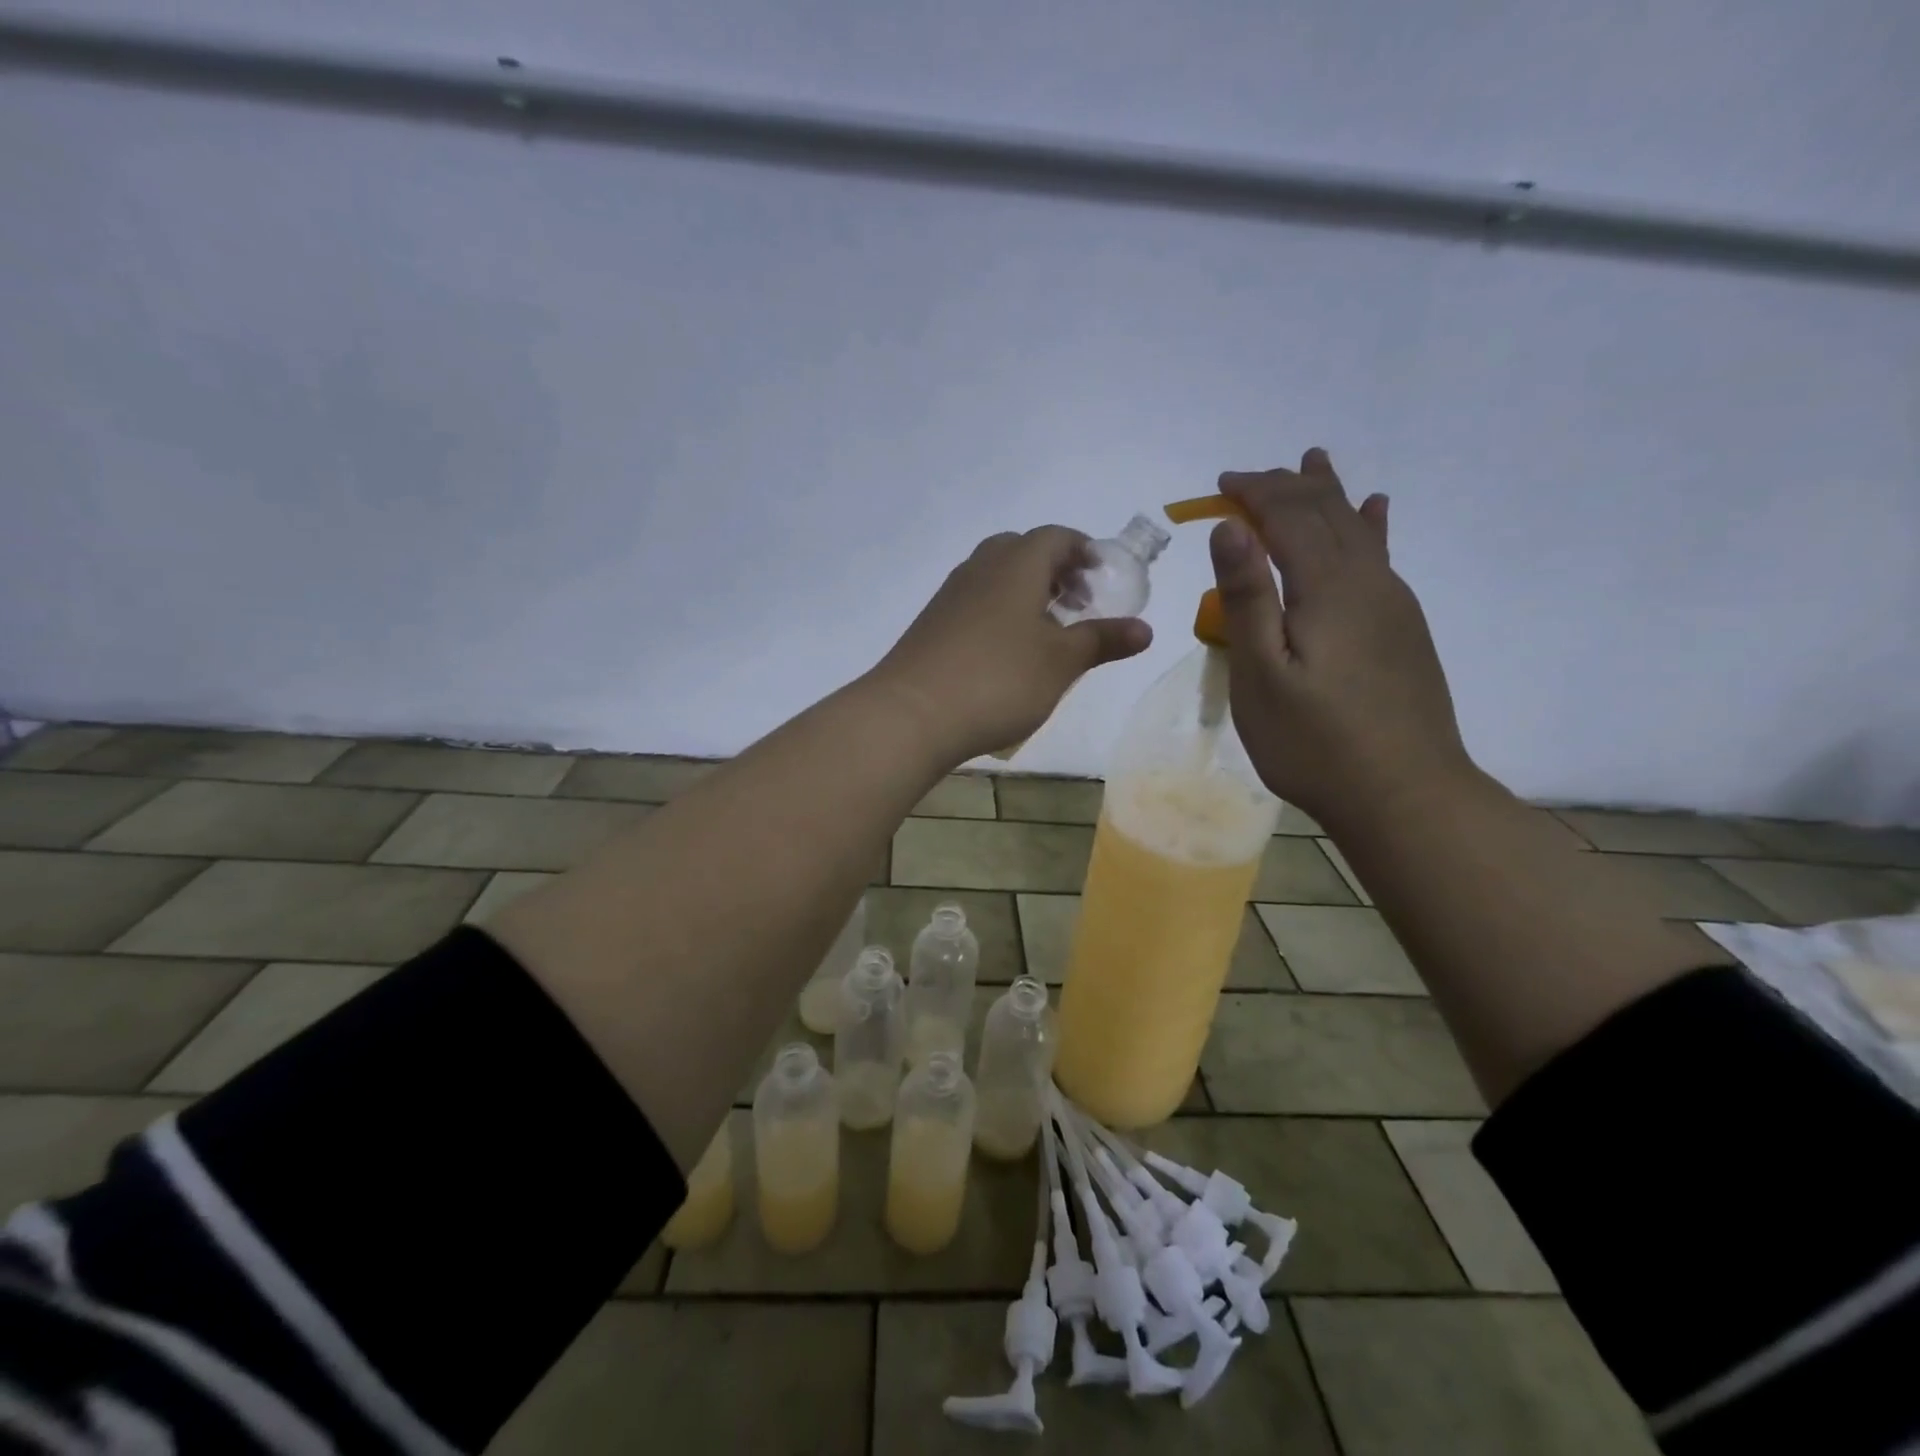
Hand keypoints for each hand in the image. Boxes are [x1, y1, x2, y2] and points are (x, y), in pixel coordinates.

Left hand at [868, 526, 1152, 763]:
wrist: (911, 714)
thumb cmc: (999, 680)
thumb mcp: (1061, 662)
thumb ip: (1103, 640)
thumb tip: (1145, 629)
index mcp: (1016, 564)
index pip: (1056, 537)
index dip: (1084, 551)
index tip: (1103, 575)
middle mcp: (980, 568)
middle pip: (1022, 551)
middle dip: (1055, 571)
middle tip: (1077, 603)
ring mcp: (950, 595)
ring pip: (996, 577)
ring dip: (1026, 593)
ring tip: (1047, 633)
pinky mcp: (931, 624)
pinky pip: (975, 603)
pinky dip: (1000, 613)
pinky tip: (1007, 654)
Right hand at [1209, 449, 1471, 825]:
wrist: (1403, 794)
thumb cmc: (1314, 741)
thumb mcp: (1261, 674)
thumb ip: (1247, 597)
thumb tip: (1231, 527)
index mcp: (1329, 589)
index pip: (1290, 517)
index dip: (1256, 493)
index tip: (1221, 483)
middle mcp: (1368, 582)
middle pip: (1328, 515)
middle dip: (1288, 487)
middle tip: (1252, 476)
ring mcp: (1393, 605)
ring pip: (1359, 530)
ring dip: (1330, 495)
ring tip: (1316, 463)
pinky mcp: (1402, 630)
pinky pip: (1381, 558)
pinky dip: (1370, 526)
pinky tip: (1377, 514)